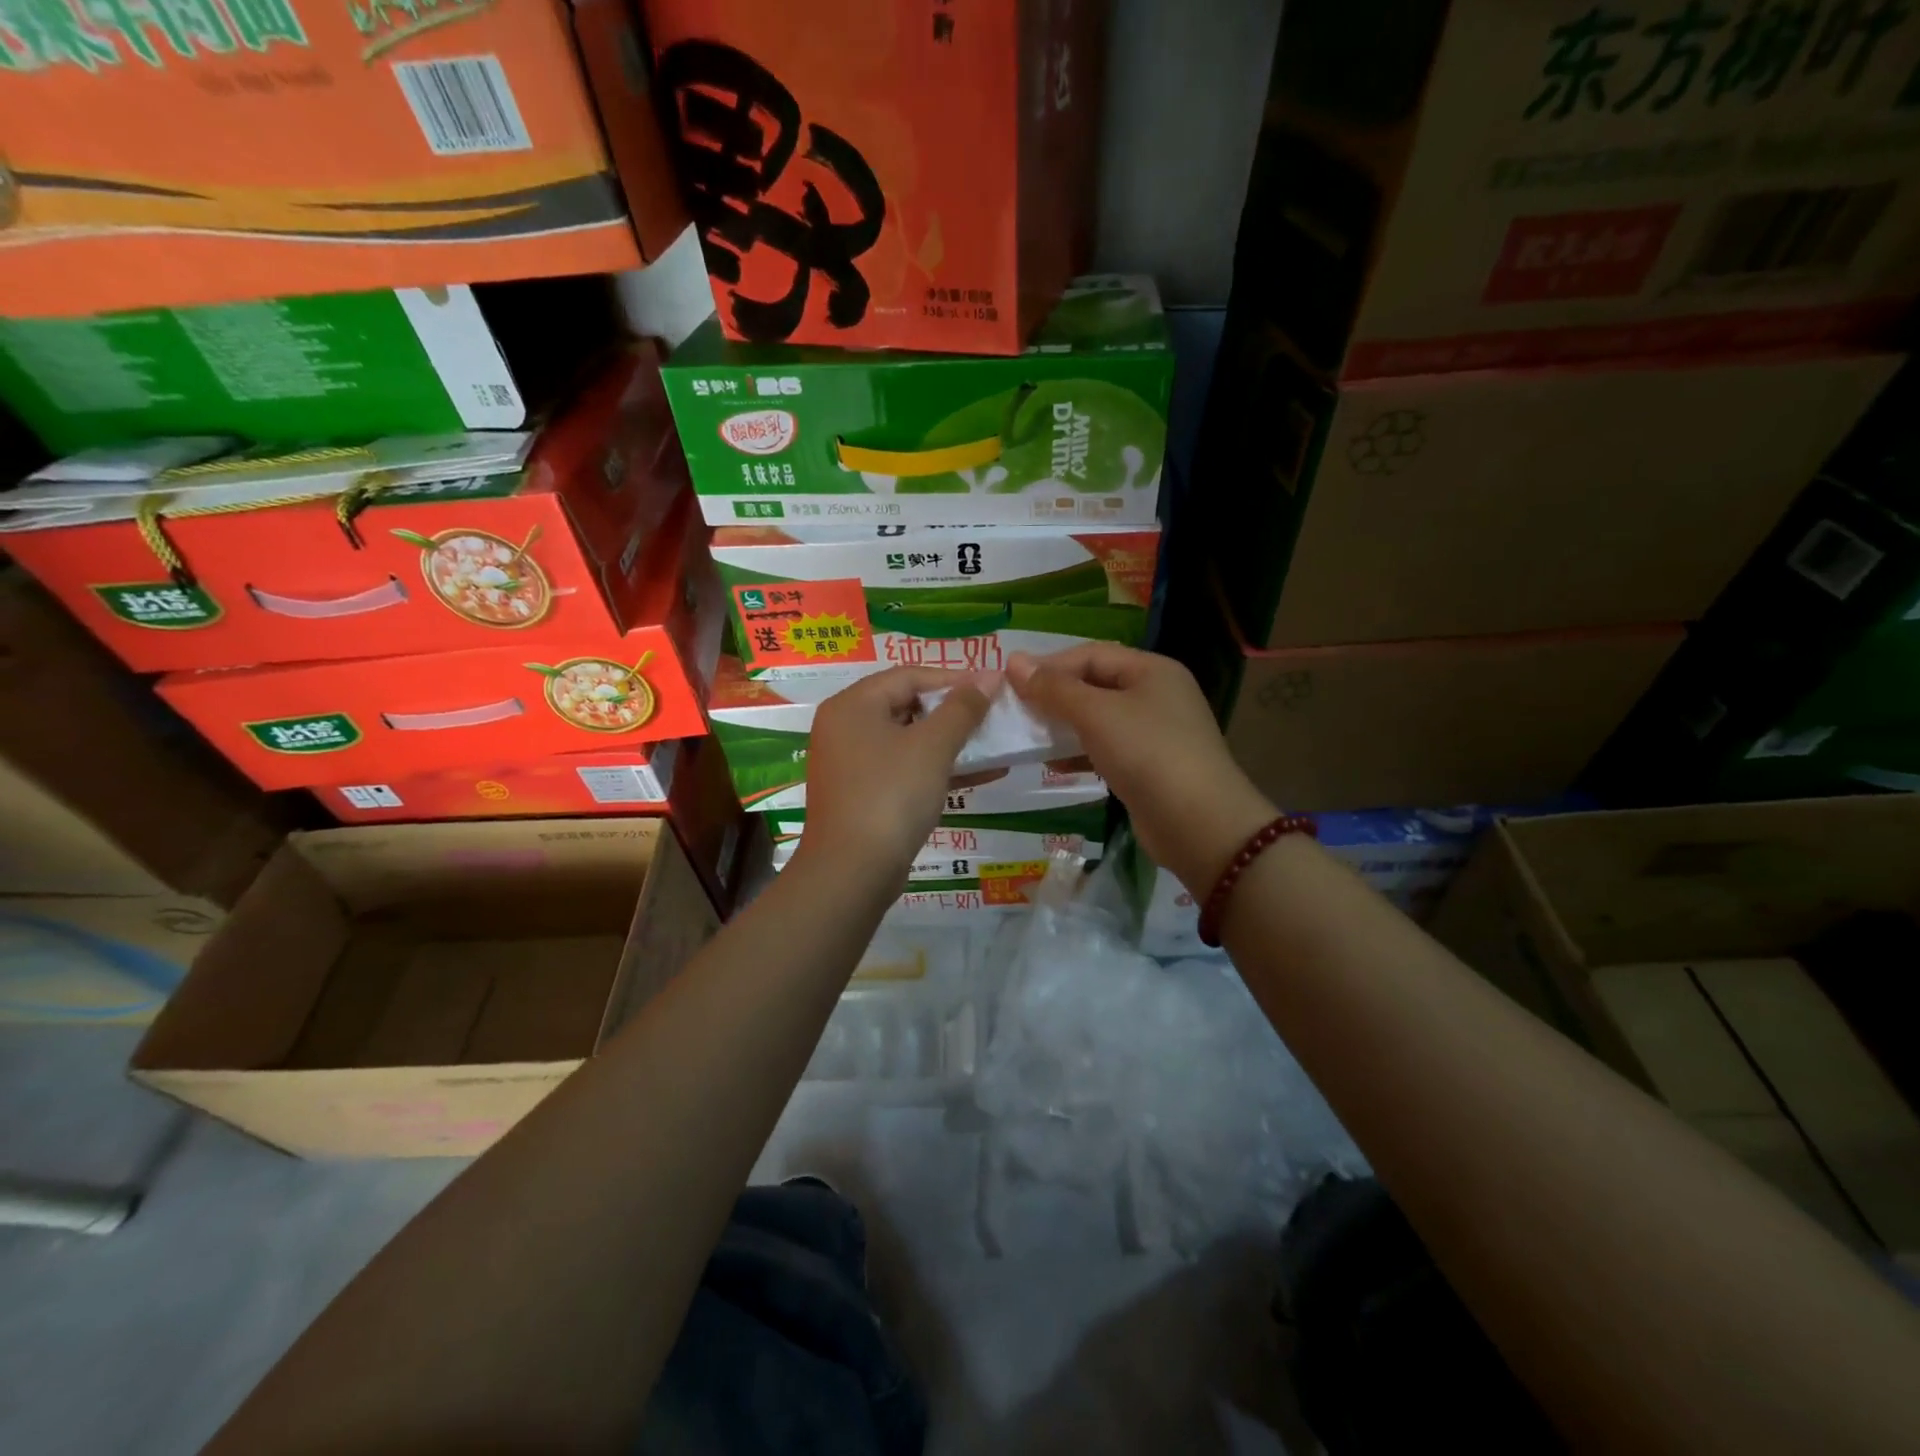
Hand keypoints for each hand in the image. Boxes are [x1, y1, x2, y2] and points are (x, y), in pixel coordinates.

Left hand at [796, 666, 996, 881]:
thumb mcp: (932, 746)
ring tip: (993, 744)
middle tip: (992, 716)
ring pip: (907, 740)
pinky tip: (979, 775)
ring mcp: (850, 764)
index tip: (993, 687)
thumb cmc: (891, 795)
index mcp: (852, 705)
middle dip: (953, 711)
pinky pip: (903, 769)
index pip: (908, 675)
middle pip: (906, 705)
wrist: (851, 872)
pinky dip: (936, 769)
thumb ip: (962, 708)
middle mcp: (844, 728)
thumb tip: (988, 676)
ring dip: (950, 742)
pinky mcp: (861, 795)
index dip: (954, 678)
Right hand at [1007, 645, 1275, 891]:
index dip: (1049, 665)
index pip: (1091, 654)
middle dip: (1054, 696)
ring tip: (1028, 737)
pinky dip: (1080, 752)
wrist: (1198, 823)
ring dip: (1064, 726)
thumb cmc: (1147, 754)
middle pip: (1095, 684)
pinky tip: (1055, 765)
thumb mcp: (1096, 714)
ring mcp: (1156, 732)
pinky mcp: (1151, 767)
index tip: (1009, 682)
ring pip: (1099, 719)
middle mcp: (1157, 694)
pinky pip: (1107, 748)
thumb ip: (1054, 688)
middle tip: (1014, 710)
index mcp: (1151, 670)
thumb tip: (1013, 661)